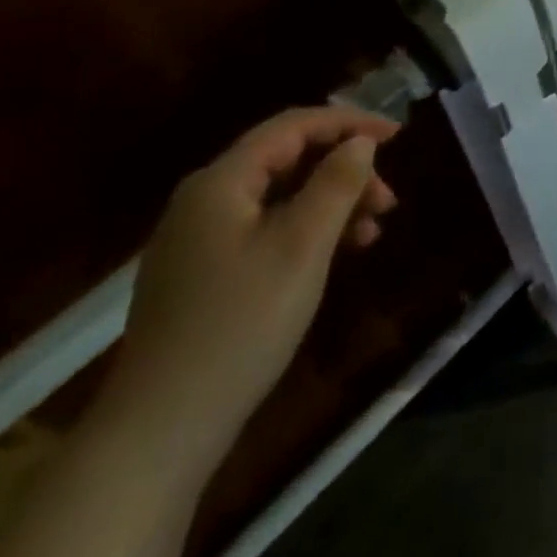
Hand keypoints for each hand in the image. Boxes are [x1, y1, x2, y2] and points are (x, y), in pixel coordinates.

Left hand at [96, 107, 399, 467]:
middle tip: (388, 199)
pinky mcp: (200, 275)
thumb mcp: (303, 246)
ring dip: (330, 203)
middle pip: (287, 159)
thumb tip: (360, 142)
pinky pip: (264, 229)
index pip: (293, 126)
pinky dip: (305, 231)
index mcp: (220, 182)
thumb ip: (336, 182)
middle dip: (344, 170)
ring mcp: (196, 240)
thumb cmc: (240, 324)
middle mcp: (203, 200)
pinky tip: (335, 254)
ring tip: (372, 230)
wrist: (159, 434)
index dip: (350, 123)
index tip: (398, 135)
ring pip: (279, 197)